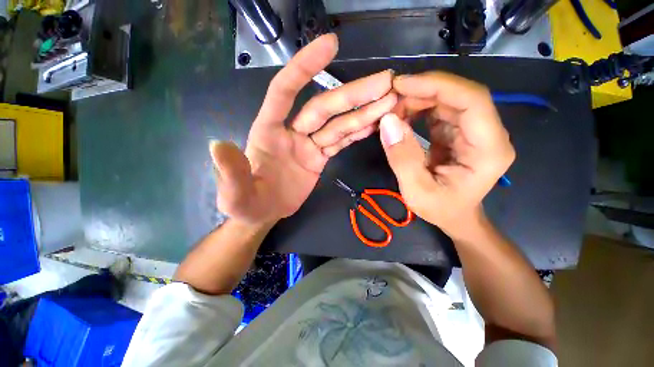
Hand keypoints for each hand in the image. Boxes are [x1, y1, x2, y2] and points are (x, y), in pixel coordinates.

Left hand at [210, 34, 396, 224]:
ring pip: (338, 124)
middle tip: (384, 83)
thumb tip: (218, 146)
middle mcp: (291, 131)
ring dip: (363, 113)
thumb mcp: (234, 194)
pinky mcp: (320, 158)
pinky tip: (375, 125)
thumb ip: (230, 172)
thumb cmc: (246, 202)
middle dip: (353, 95)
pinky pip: (341, 141)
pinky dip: (357, 132)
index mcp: (268, 131)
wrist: (263, 213)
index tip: (330, 44)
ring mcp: (308, 145)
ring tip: (389, 102)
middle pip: (324, 108)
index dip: (304, 67)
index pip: (285, 90)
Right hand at [379, 72, 514, 238]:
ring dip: (417, 99)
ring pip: (447, 100)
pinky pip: (438, 110)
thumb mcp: (416, 191)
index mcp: (489, 149)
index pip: (472, 100)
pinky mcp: (458, 132)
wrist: (455, 216)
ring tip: (391, 109)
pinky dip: (417, 109)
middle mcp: (487, 133)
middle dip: (421, 91)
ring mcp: (473, 131)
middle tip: (389, 99)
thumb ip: (402, 158)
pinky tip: (400, 116)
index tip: (402, 85)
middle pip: (458, 95)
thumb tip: (387, 122)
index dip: (437, 85)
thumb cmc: (441, 209)